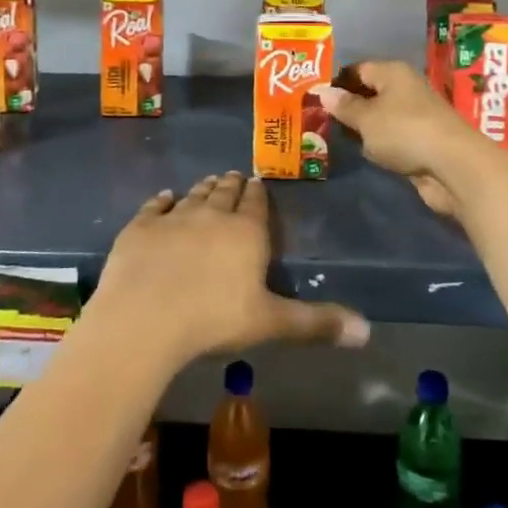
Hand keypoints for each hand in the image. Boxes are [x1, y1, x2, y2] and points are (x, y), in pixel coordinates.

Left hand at [85, 172, 369, 371]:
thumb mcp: (270, 323)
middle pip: (225, 192)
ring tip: (209, 181)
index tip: (257, 182)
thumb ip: (316, 323)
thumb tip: (367, 331)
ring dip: (203, 188)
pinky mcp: (140, 226)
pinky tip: (165, 197)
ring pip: (193, 195)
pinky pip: (155, 206)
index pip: (256, 203)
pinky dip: (162, 200)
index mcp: (246, 232)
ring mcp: (173, 218)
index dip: (258, 193)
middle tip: (234, 176)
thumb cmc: (213, 320)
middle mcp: (212, 215)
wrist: (144, 318)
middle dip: (232, 184)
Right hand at [313, 60, 484, 217]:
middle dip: (346, 106)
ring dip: (361, 128)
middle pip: (369, 92)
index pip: (358, 69)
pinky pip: (390, 138)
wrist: (452, 166)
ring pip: (379, 117)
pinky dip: (377, 144)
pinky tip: (361, 152)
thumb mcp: (367, 118)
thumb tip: (323, 92)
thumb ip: (344, 106)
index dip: (336, 81)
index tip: (313, 96)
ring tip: (331, 136)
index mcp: (393, 73)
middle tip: (317, 118)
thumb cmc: (404, 131)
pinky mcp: (420, 141)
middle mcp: (405, 89)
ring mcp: (414, 116)